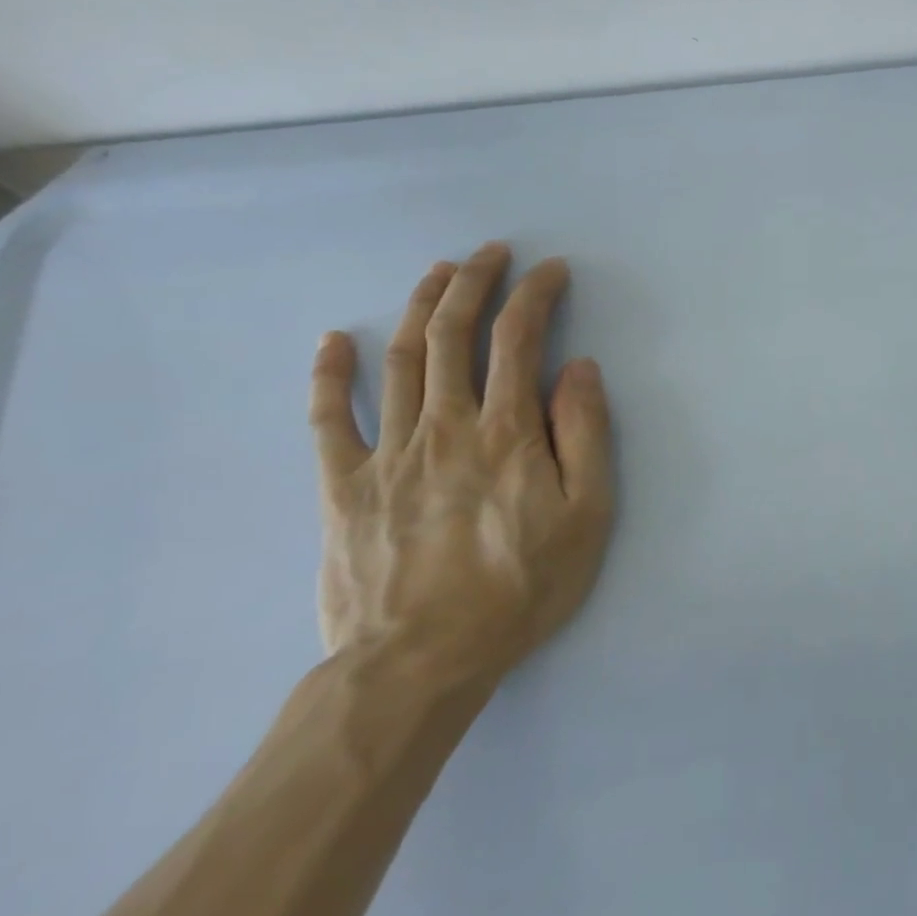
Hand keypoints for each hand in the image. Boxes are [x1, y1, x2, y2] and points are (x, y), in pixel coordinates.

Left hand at [309, 243, 613, 685]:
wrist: (420, 663)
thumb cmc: (520, 587)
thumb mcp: (587, 515)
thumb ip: (585, 435)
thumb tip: (580, 369)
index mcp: (507, 432)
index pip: (519, 340)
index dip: (534, 295)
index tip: (549, 270)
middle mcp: (445, 426)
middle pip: (452, 335)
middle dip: (473, 283)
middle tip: (489, 252)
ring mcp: (387, 452)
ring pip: (400, 361)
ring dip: (417, 307)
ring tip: (435, 273)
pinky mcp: (343, 486)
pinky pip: (329, 419)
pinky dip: (329, 374)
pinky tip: (332, 340)